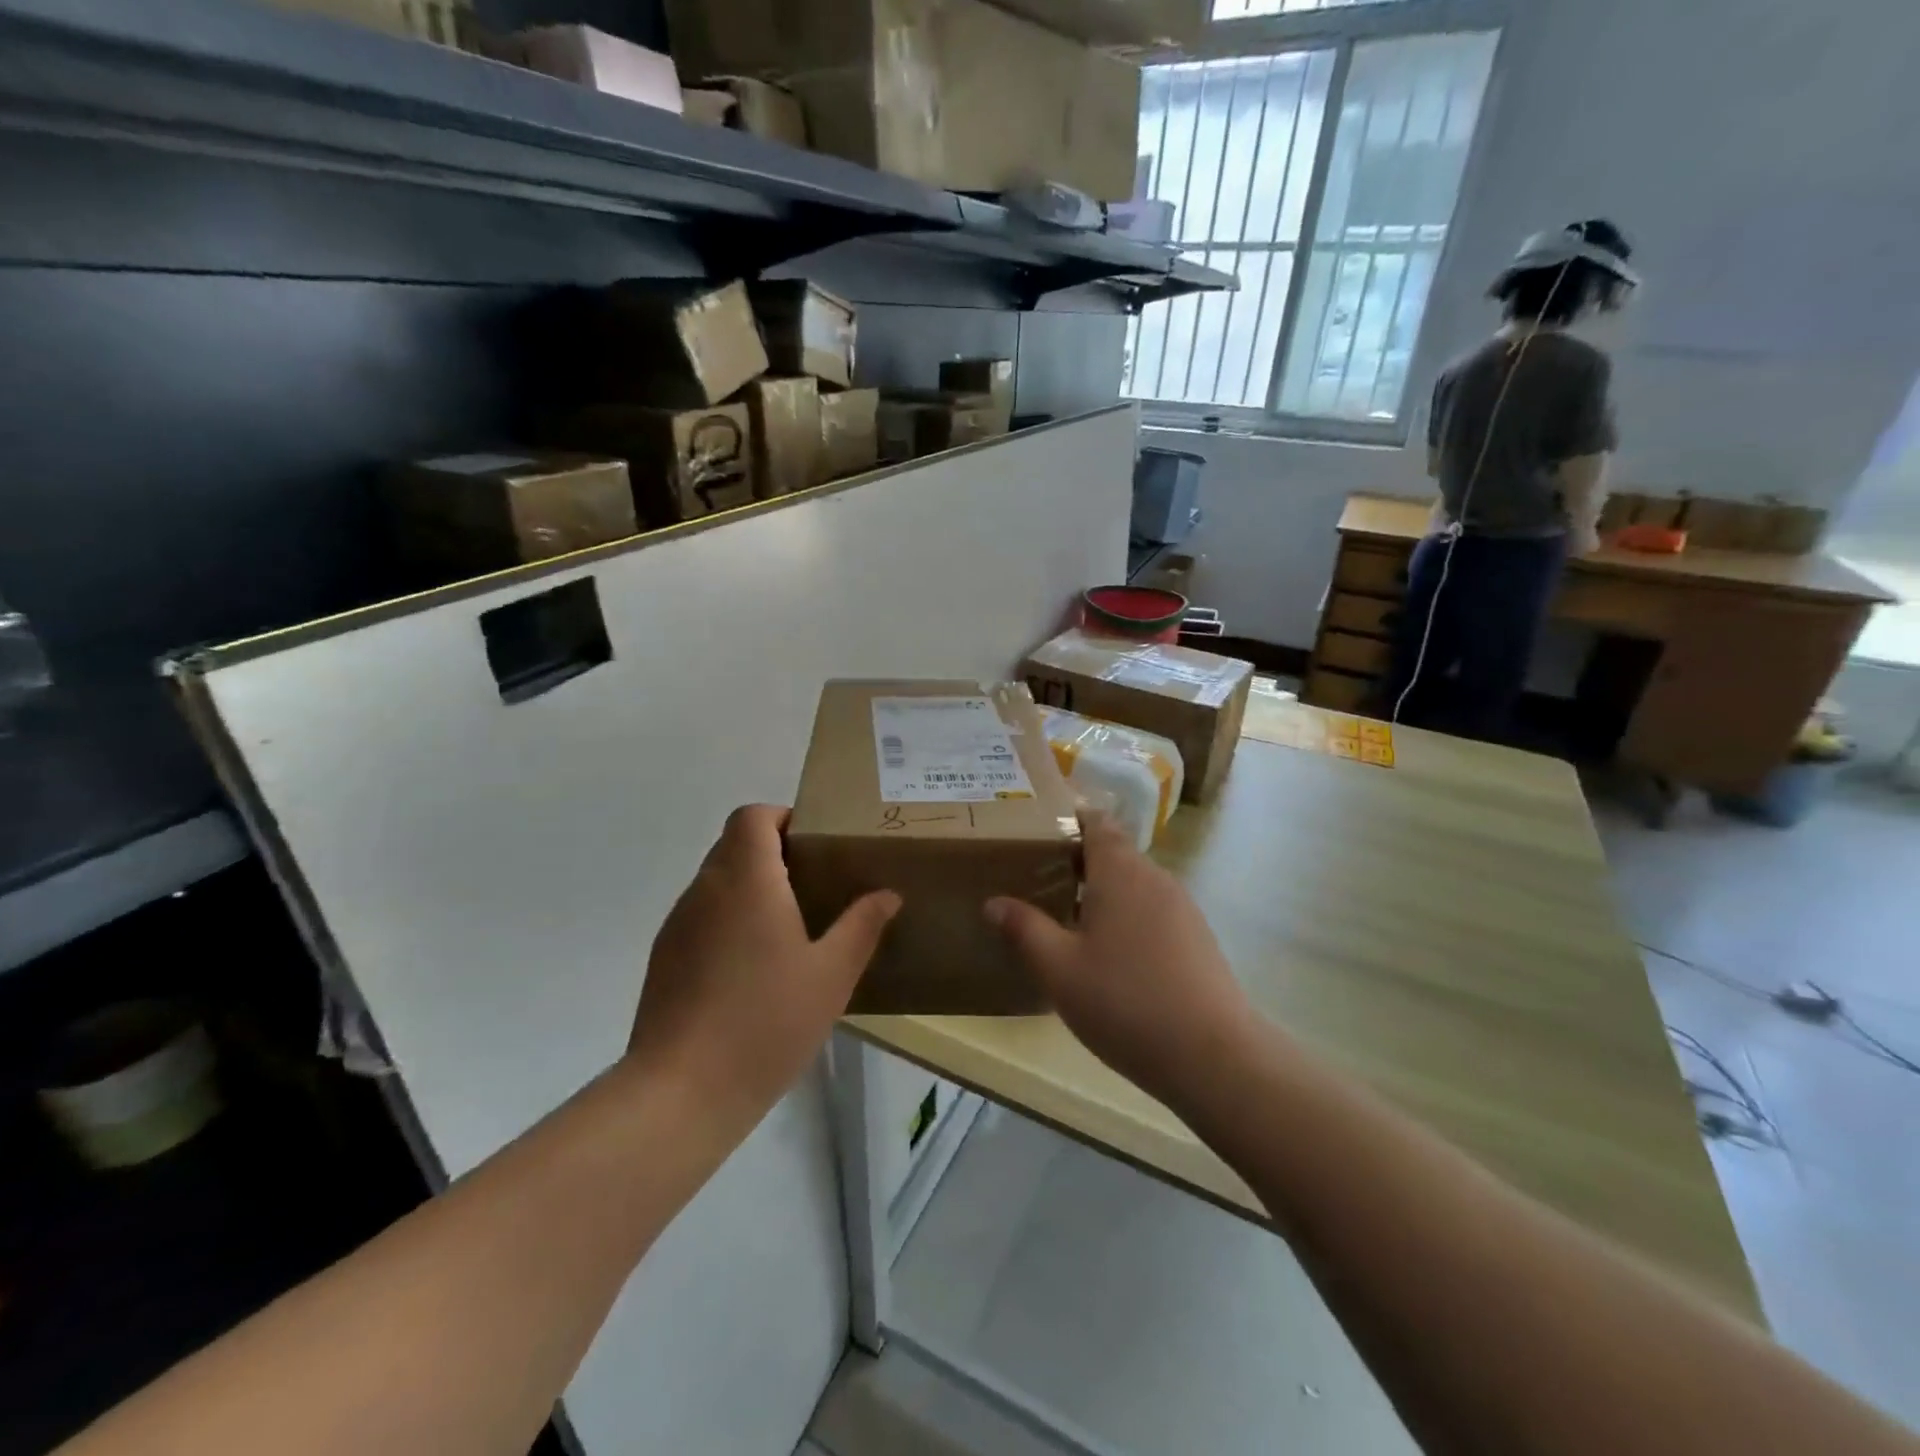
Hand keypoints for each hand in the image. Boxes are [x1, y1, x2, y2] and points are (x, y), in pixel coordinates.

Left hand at [629, 805, 898, 1129]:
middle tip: (814, 885)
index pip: (752, 816)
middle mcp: (706, 889)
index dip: (782, 817)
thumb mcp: (832, 975)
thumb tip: (887, 893)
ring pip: (716, 881)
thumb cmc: (766, 1021)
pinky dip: (728, 919)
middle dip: (772, 852)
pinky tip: (752, 968)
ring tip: (788, 928)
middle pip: (734, 844)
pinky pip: (701, 916)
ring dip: (750, 887)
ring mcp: (678, 924)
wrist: (681, 1092)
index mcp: (747, 880)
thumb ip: (862, 926)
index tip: (814, 845)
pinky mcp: (664, 958)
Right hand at [985, 812, 1255, 1109]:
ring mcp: (1182, 908)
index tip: (1036, 832)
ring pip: (1134, 884)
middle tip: (1037, 881)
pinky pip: (1152, 911)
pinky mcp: (1197, 939)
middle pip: (1114, 852)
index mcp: (1120, 871)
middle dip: (1077, 861)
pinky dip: (1126, 917)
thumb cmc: (1125, 1001)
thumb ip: (1024, 929)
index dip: (1068, 820)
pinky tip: (1109, 956)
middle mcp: (1155, 878)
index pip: (1096, 822)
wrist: (1213, 1055)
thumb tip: (993, 902)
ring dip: (1102, 893)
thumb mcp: (1059, 969)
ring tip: (1066, 919)